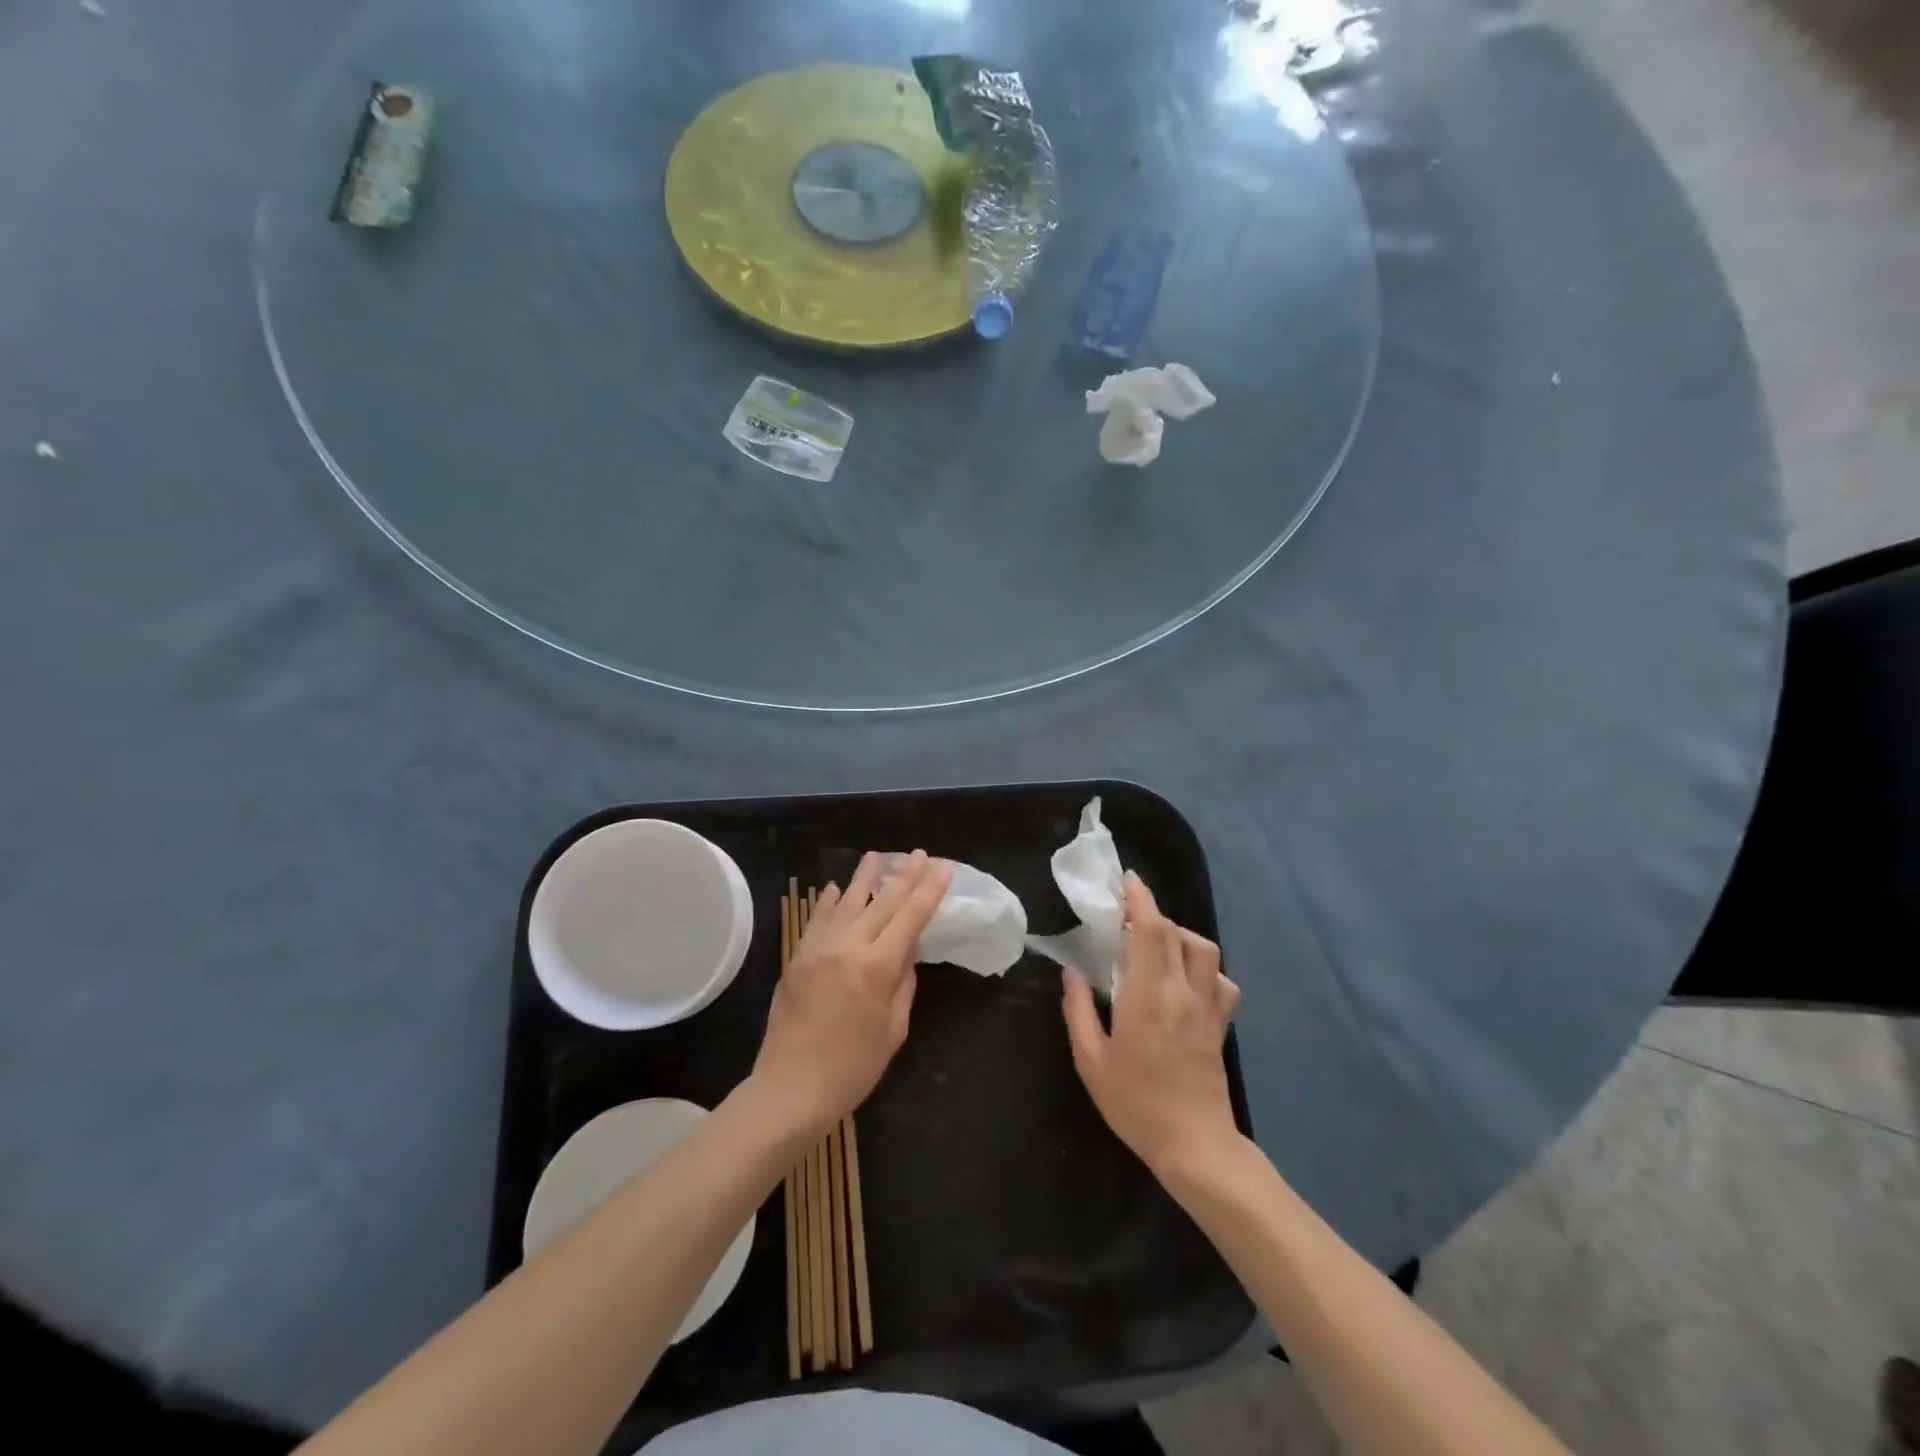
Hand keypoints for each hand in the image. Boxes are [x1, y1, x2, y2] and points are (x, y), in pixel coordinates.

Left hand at [752, 850, 952, 1138]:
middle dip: (904, 876)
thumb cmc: (853, 1068)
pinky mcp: (796, 958)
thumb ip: (903, 983)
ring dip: (864, 877)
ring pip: (847, 903)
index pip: (911, 917)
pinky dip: (829, 902)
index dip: (929, 890)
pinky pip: (817, 920)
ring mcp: (818, 949)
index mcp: (878, 967)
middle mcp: (848, 947)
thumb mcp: (893, 1029)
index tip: (943, 867)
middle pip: (882, 902)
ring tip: (876, 856)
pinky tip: (837, 888)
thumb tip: (907, 951)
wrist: (791, 1088)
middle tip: (919, 854)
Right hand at [1061, 872, 1242, 1180]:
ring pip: (1205, 951)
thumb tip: (1072, 972)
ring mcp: (1207, 1008)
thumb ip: (1079, 1010)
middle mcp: (1182, 992)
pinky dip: (1205, 969)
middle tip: (1127, 914)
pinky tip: (1186, 980)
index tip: (1126, 881)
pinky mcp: (1220, 1025)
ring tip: (1156, 944)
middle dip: (1153, 913)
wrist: (1195, 1147)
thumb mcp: (1091, 1060)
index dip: (1141, 899)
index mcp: (1148, 996)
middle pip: (1176, 933)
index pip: (1151, 931)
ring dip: (1180, 936)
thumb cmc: (1135, 1103)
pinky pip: (1222, 982)